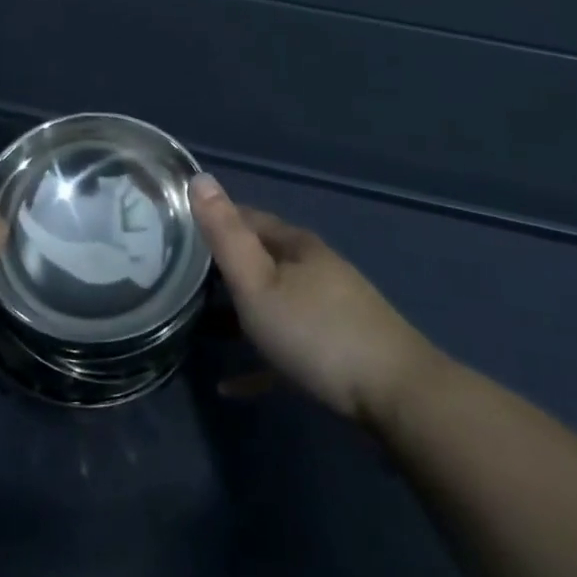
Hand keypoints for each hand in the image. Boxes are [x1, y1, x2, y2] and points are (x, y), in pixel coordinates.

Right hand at [190, 175, 439, 424]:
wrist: (398, 398)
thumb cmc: (316, 332)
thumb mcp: (257, 283)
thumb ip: (225, 234)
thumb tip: (199, 177)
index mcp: (296, 245)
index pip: (247, 218)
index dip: (214, 220)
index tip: (178, 231)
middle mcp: (314, 269)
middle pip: (261, 260)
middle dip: (223, 268)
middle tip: (181, 281)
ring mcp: (330, 310)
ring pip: (274, 302)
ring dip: (238, 313)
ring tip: (199, 328)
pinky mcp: (339, 352)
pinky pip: (288, 349)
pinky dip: (259, 359)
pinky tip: (232, 385)